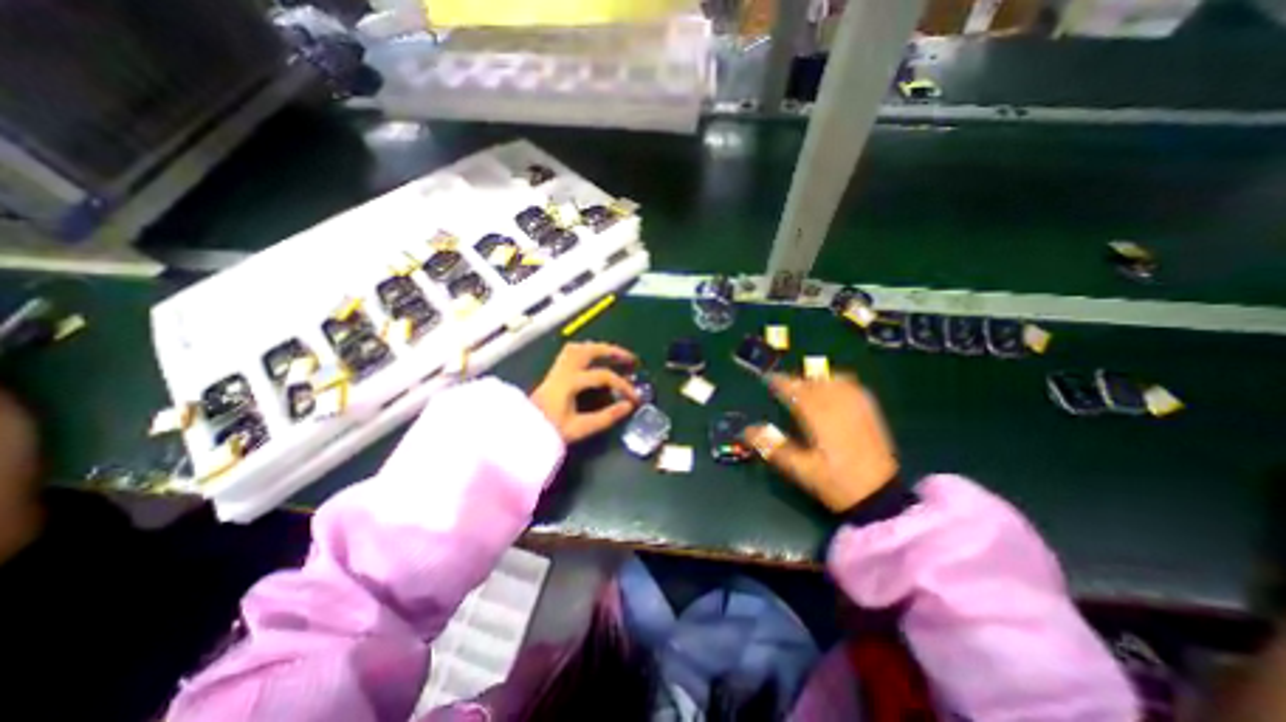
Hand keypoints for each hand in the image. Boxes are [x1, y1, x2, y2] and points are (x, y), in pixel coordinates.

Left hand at [528, 341, 636, 441]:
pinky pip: (571, 353)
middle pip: (591, 350)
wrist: (522, 432)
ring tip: (614, 355)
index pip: (603, 375)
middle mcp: (564, 370)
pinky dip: (586, 351)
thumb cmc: (549, 431)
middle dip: (613, 352)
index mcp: (570, 382)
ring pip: (579, 347)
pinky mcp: (553, 372)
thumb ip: (606, 417)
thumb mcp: (580, 428)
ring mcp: (557, 369)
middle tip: (630, 359)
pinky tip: (593, 359)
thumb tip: (628, 406)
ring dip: (599, 348)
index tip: (634, 397)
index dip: (622, 384)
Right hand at [749, 373, 895, 513]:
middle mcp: (838, 406)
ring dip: (814, 378)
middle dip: (796, 380)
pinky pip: (850, 386)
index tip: (768, 379)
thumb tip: (747, 430)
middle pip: (813, 382)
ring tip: (803, 385)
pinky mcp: (869, 412)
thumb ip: (773, 447)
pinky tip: (831, 388)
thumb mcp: (800, 469)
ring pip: (832, 380)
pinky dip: (835, 381)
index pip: (796, 391)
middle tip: (782, 385)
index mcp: (820, 417)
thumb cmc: (836, 482)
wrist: (880, 496)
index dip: (781, 383)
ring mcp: (857, 407)